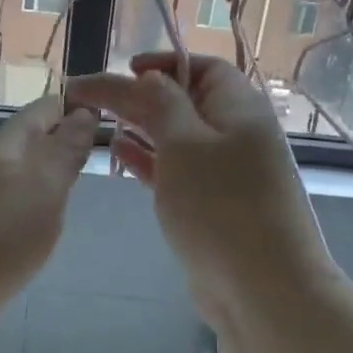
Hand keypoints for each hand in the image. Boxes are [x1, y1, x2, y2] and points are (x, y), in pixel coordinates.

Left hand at [0, 96, 97, 312]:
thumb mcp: (43, 189)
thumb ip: (64, 152)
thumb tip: (83, 113)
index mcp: (1, 152)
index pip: (37, 114)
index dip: (66, 105)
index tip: (98, 105)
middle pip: (23, 145)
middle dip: (55, 137)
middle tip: (94, 142)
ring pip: (14, 179)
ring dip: (42, 173)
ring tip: (73, 179)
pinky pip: (7, 210)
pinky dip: (29, 205)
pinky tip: (40, 222)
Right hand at [66, 53, 338, 327]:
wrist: (261, 288)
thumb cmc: (220, 206)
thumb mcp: (185, 144)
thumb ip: (161, 105)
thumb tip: (148, 78)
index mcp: (240, 108)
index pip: (202, 68)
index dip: (163, 63)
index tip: (124, 70)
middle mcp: (236, 134)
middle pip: (184, 102)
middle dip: (139, 96)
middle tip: (91, 98)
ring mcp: (226, 173)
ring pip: (177, 138)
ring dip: (140, 128)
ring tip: (99, 123)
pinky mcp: (212, 206)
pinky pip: (176, 171)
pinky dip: (148, 160)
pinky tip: (119, 155)